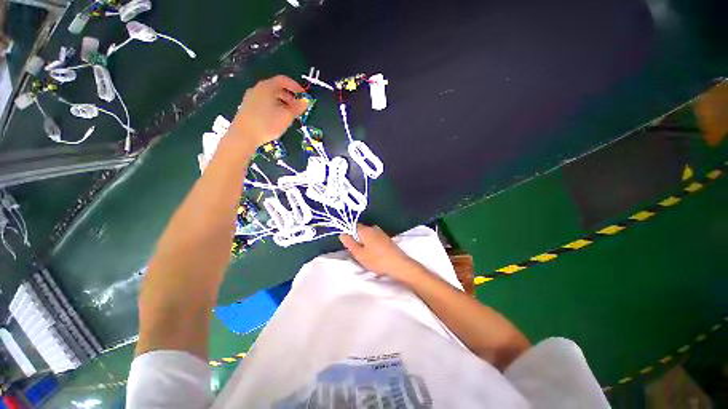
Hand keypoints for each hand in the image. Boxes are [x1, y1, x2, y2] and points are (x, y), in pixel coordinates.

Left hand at [230, 75, 306, 146]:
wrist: (243, 136)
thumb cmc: (267, 124)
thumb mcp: (286, 116)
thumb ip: (297, 108)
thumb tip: (304, 102)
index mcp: (267, 87)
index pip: (283, 80)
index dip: (295, 86)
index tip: (304, 95)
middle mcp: (257, 89)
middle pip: (276, 88)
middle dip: (289, 96)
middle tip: (298, 107)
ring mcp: (251, 97)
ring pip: (270, 96)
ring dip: (282, 102)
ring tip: (289, 114)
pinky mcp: (247, 107)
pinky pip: (264, 102)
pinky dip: (274, 106)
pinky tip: (277, 118)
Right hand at [339, 225, 417, 279]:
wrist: (398, 264)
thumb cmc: (376, 259)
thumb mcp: (359, 253)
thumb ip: (349, 243)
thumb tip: (342, 234)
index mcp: (365, 229)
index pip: (353, 226)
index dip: (349, 233)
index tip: (348, 244)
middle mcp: (373, 228)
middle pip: (361, 231)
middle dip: (357, 239)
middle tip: (357, 252)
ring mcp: (381, 232)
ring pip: (368, 235)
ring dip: (365, 243)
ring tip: (366, 255)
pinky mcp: (387, 238)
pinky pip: (375, 238)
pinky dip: (372, 244)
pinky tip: (375, 254)